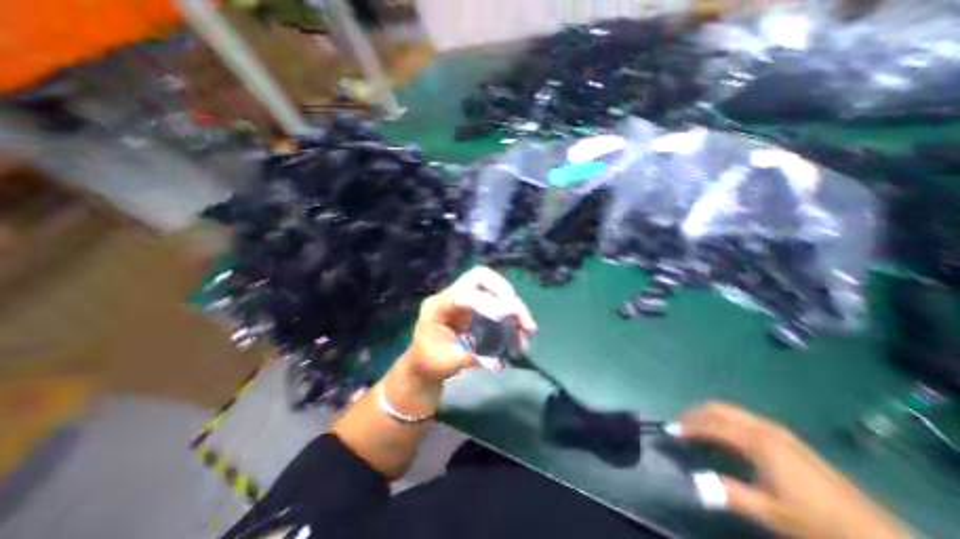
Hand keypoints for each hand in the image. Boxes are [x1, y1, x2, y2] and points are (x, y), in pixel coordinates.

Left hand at [403, 266, 536, 383]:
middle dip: (503, 291)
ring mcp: (464, 301)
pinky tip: (519, 334)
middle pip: (480, 277)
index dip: (487, 302)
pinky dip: (510, 316)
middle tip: (519, 314)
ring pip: (492, 289)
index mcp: (437, 306)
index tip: (508, 317)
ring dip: (512, 306)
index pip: (464, 294)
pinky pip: (496, 303)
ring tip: (527, 330)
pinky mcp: (474, 308)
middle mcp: (452, 296)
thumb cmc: (429, 363)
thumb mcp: (447, 362)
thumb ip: (471, 354)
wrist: (424, 365)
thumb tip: (498, 348)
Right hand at [677, 401, 908, 537]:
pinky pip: (743, 418)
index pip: (712, 426)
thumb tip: (694, 482)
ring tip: (697, 429)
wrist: (877, 535)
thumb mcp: (772, 513)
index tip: (670, 431)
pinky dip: (725, 420)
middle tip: (680, 425)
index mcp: (757, 441)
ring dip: (709, 415)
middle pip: (719, 408)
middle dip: (695, 413)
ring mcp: (776, 430)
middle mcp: (763, 427)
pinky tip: (725, 436)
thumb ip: (730, 493)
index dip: (688, 427)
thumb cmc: (817, 521)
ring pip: (731, 411)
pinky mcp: (786, 438)